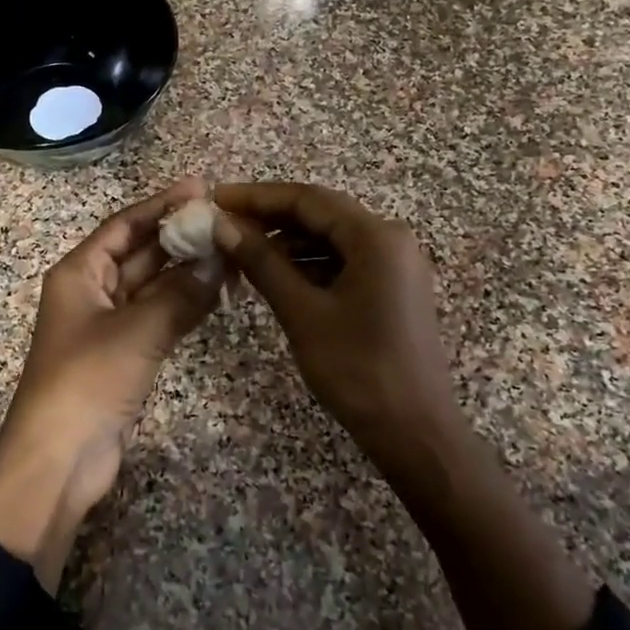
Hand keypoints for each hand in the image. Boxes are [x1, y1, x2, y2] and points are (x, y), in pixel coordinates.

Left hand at [0, 177, 225, 587]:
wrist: (58, 457)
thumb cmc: (87, 380)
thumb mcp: (136, 331)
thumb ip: (180, 296)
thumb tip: (218, 264)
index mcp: (78, 273)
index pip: (124, 226)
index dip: (160, 205)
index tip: (200, 188)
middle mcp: (90, 291)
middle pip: (139, 253)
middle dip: (178, 237)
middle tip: (224, 221)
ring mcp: (106, 325)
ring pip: (151, 286)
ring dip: (185, 272)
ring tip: (229, 252)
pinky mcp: (121, 355)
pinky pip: (156, 316)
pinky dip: (182, 304)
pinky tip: (216, 294)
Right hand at [213, 182, 461, 489]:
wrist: (414, 432)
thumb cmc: (358, 370)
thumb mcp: (302, 312)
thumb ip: (262, 263)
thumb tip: (223, 226)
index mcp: (376, 237)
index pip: (307, 199)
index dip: (257, 196)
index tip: (215, 199)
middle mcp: (390, 239)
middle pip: (320, 214)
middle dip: (269, 218)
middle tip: (222, 226)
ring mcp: (395, 264)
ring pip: (331, 238)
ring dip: (287, 242)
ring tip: (241, 252)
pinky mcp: (391, 288)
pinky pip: (343, 261)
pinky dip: (308, 264)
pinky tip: (276, 275)